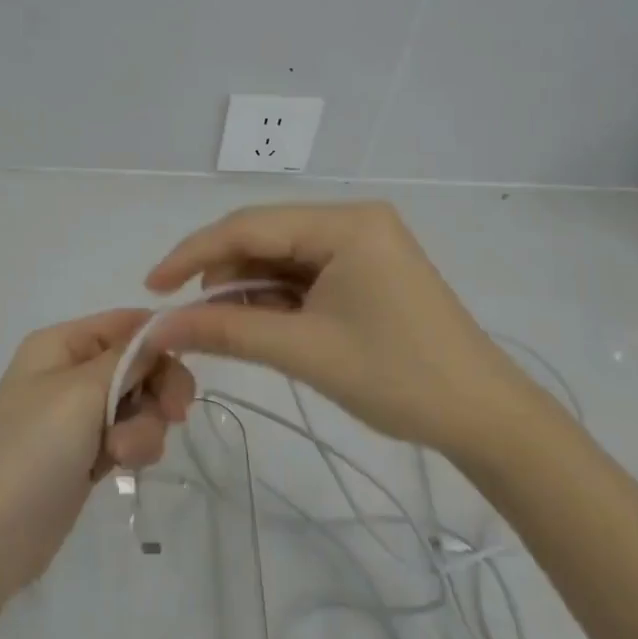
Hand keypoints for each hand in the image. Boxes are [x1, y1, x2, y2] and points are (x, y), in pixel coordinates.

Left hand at [0, 309, 195, 600]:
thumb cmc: (32, 451)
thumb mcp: (81, 393)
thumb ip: (127, 358)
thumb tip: (161, 326)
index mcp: (60, 344)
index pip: (125, 323)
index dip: (159, 340)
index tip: (189, 364)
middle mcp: (69, 371)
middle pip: (138, 364)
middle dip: (156, 390)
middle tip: (174, 415)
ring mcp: (77, 415)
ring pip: (139, 404)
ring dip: (144, 427)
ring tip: (122, 454)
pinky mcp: (86, 453)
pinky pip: (128, 435)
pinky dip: (132, 448)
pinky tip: (120, 469)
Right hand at [144, 202, 532, 454]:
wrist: (486, 418)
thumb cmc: (398, 378)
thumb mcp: (303, 351)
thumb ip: (226, 331)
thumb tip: (157, 328)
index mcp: (345, 223)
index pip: (249, 226)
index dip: (193, 255)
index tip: (151, 287)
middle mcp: (354, 219)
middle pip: (264, 236)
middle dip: (221, 273)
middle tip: (186, 314)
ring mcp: (364, 243)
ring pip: (281, 254)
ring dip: (247, 287)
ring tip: (226, 326)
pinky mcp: (368, 268)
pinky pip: (305, 271)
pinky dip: (276, 296)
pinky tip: (262, 323)